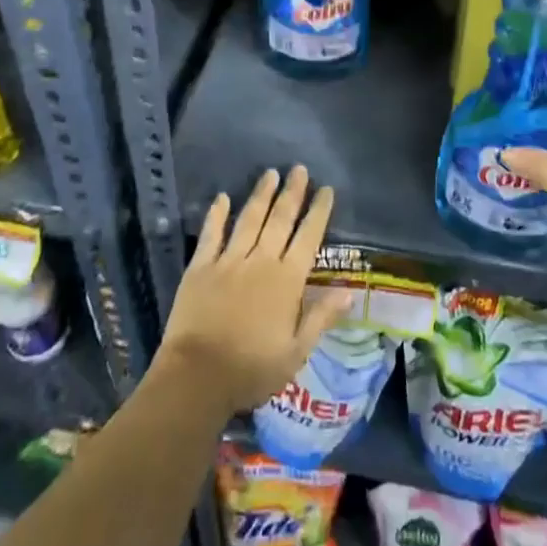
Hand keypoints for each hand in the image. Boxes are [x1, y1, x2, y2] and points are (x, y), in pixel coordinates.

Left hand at [154, 165, 353, 416]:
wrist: (197, 377)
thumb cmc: (252, 369)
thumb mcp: (296, 351)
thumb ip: (321, 317)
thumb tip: (349, 291)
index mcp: (287, 281)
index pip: (308, 237)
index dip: (318, 212)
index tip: (325, 189)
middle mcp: (260, 262)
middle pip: (279, 220)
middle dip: (292, 193)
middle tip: (299, 169)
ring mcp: (228, 261)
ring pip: (249, 219)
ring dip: (261, 195)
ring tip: (270, 173)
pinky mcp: (200, 267)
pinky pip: (211, 234)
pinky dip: (217, 214)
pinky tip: (223, 197)